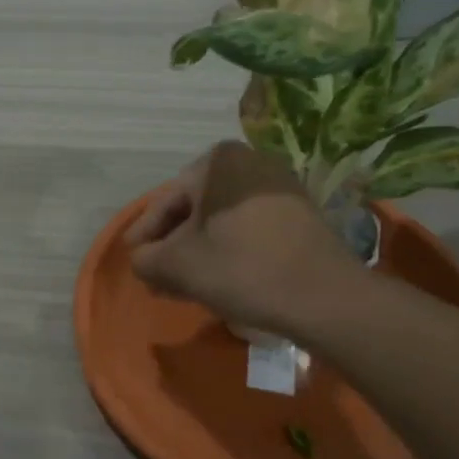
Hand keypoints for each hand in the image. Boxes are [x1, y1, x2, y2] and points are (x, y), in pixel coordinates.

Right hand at [125, 141, 363, 336]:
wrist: (325, 297)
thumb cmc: (242, 268)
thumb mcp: (177, 266)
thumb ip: (145, 259)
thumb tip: (142, 260)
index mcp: (218, 162)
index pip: (167, 201)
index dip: (145, 234)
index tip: (134, 258)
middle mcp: (251, 162)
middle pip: (195, 208)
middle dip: (172, 244)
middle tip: (155, 274)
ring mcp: (280, 186)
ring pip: (222, 220)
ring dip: (198, 249)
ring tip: (181, 282)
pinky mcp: (300, 213)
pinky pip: (248, 226)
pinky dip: (227, 248)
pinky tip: (216, 276)